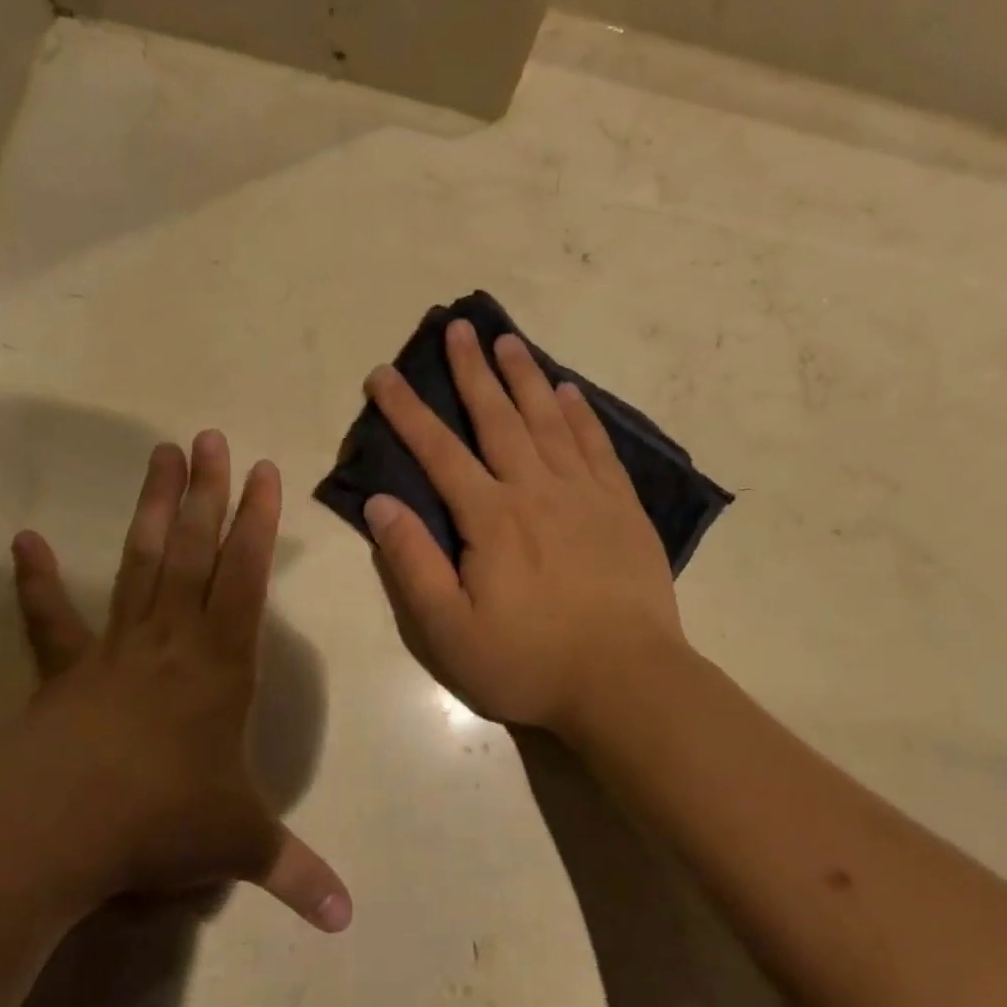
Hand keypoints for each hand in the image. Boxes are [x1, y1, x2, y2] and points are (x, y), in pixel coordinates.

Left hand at [0, 432, 350, 932]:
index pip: (248, 578)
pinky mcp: (65, 671)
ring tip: (158, 456)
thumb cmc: (160, 820)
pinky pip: (51, 620)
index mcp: (221, 664)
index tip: (265, 471)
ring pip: (141, 564)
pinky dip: (36, 582)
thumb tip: (347, 922)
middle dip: (208, 493)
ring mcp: (116, 648)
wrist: (56, 829)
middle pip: (196, 552)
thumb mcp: (238, 846)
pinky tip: (23, 542)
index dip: (260, 524)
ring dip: (153, 511)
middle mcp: (173, 640)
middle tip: (208, 437)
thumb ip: (294, 874)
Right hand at [362, 319, 685, 735]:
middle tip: (458, 326)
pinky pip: (596, 446)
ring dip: (524, 377)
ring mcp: (584, 495)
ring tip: (508, 340)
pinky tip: (569, 392)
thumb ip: (412, 564)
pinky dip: (581, 414)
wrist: (626, 680)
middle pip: (498, 417)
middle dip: (472, 370)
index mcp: (489, 517)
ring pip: (548, 420)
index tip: (383, 374)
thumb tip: (380, 504)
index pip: (438, 451)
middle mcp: (535, 490)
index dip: (406, 411)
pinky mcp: (621, 508)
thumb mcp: (449, 630)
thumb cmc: (529, 661)